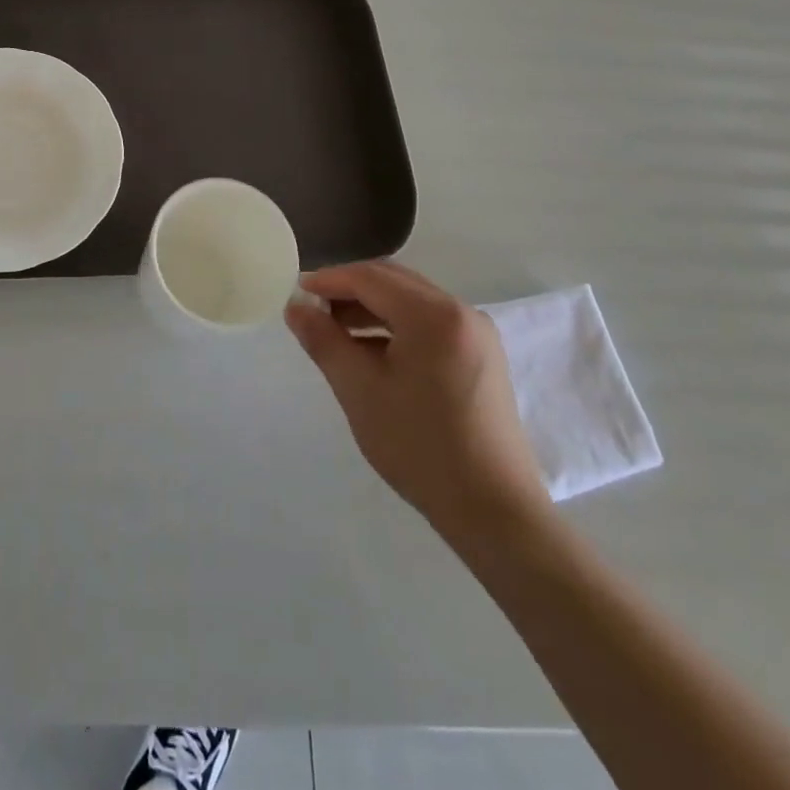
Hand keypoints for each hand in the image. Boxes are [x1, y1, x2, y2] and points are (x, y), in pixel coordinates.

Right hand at [286, 260, 552, 555]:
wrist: (494, 511)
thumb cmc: (420, 446)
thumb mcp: (360, 390)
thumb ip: (324, 341)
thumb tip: (295, 307)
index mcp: (434, 315)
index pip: (370, 278)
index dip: (329, 280)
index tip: (296, 292)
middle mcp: (461, 312)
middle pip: (394, 282)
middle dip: (350, 290)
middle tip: (313, 311)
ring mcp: (477, 335)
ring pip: (412, 302)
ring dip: (371, 308)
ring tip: (336, 334)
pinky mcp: (482, 357)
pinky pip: (430, 323)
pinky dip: (396, 326)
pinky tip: (372, 353)